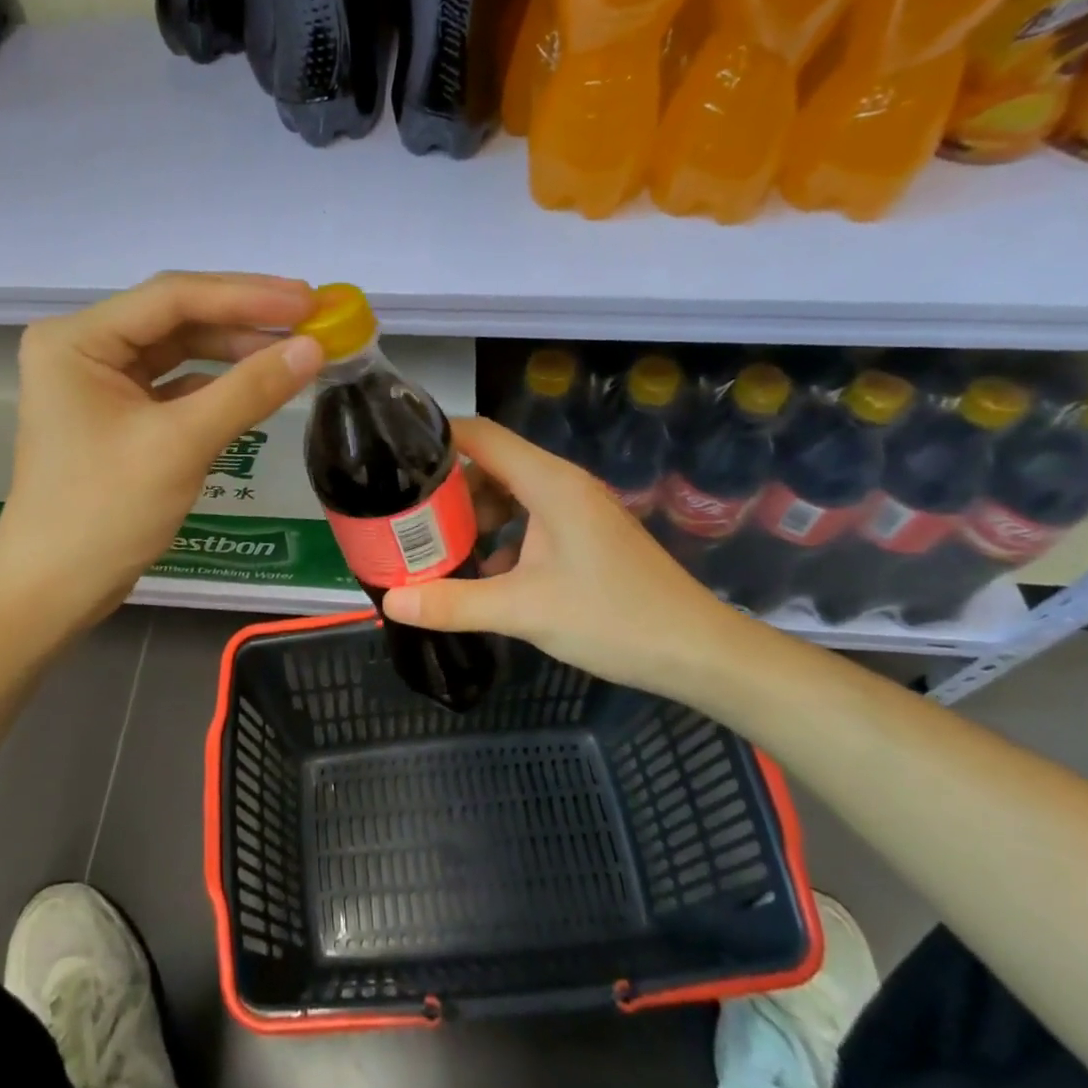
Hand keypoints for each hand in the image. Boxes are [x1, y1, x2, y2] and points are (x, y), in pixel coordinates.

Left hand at [0, 272, 321, 629]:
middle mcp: (85, 348)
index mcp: (78, 340)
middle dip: (245, 320)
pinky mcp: (119, 414)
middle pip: (178, 318)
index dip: (247, 295)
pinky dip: (219, 385)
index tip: (308, 300)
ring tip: (297, 349)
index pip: (173, 298)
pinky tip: (260, 384)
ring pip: (181, 350)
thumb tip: (314, 348)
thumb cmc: (105, 511)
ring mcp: (101, 382)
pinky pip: (178, 385)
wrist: (54, 589)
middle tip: (312, 319)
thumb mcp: (181, 445)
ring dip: (236, 351)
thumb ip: (249, 390)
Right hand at [382, 417, 757, 704]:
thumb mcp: (524, 611)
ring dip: (474, 516)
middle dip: (447, 489)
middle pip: (490, 465)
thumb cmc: (613, 619)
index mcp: (549, 482)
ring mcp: (576, 510)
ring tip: (438, 547)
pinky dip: (501, 537)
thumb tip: (390, 601)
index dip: (435, 438)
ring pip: (510, 495)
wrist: (697, 652)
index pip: (480, 435)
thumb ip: (453, 602)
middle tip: (406, 516)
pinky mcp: (584, 535)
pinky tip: (484, 574)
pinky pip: (530, 520)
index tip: (392, 459)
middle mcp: (562, 484)